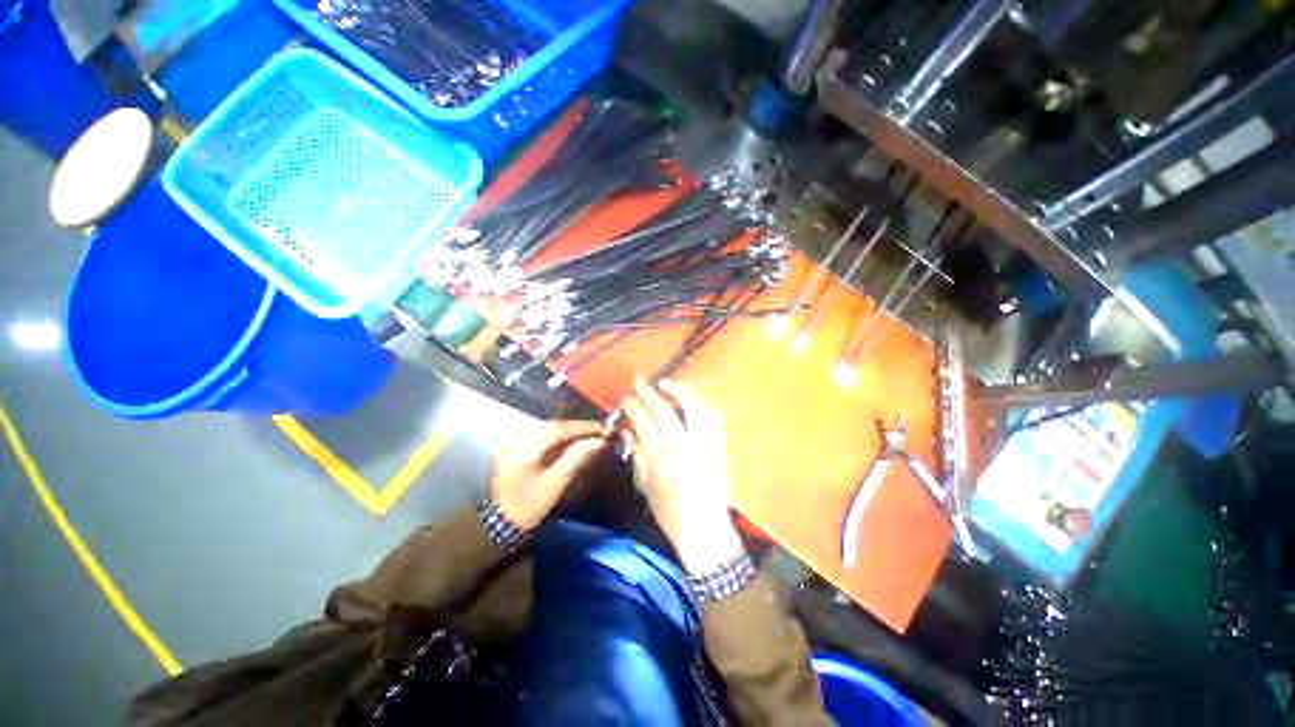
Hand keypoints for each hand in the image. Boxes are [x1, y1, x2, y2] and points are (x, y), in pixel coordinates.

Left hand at [490, 420, 604, 529]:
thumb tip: (599, 441)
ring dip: (567, 431)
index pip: (559, 428)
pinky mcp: (513, 447)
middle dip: (576, 428)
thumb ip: (576, 459)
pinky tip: (567, 443)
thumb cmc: (528, 506)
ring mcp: (513, 441)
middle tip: (597, 433)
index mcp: (524, 447)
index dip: (583, 427)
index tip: (603, 429)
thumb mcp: (555, 484)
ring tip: (586, 437)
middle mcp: (516, 438)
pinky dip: (556, 436)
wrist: (500, 524)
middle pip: (553, 425)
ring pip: (547, 428)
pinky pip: (539, 434)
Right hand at [621, 379, 742, 574]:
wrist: (703, 528)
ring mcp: (703, 442)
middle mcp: (682, 443)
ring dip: (678, 391)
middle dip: (649, 392)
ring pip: (691, 407)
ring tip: (665, 383)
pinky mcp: (717, 445)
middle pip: (664, 409)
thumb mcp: (644, 483)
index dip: (632, 406)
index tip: (625, 397)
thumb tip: (629, 430)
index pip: (643, 421)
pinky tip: (690, 399)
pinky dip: (699, 404)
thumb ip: (637, 453)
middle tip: (639, 380)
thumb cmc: (668, 511)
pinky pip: (710, 417)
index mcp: (661, 455)